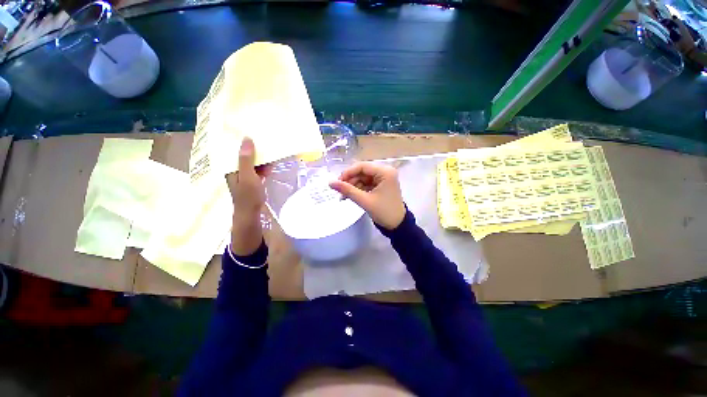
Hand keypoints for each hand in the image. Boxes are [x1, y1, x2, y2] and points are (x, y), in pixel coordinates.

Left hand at [225, 138, 269, 254]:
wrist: (252, 213)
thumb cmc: (248, 196)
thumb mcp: (247, 176)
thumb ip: (246, 159)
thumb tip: (247, 139)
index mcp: (230, 167)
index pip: (234, 150)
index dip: (241, 141)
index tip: (250, 131)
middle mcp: (236, 170)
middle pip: (243, 155)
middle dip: (253, 148)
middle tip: (263, 137)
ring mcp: (245, 176)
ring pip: (252, 162)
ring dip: (260, 157)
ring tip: (269, 147)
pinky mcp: (253, 181)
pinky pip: (258, 170)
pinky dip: (264, 166)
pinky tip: (271, 163)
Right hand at [329, 162, 405, 229]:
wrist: (397, 225)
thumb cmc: (384, 212)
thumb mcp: (364, 200)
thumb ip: (347, 190)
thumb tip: (330, 182)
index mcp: (385, 172)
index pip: (362, 166)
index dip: (348, 173)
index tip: (337, 182)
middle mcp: (385, 171)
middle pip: (362, 171)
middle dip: (350, 181)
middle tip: (340, 191)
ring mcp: (384, 178)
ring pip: (363, 177)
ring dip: (353, 185)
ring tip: (344, 196)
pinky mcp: (381, 185)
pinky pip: (367, 183)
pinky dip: (359, 189)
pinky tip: (351, 196)